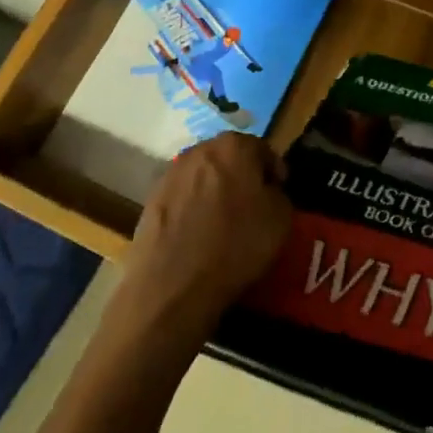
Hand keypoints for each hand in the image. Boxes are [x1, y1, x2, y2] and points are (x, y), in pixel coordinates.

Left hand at [119, 132, 291, 342]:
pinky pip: (182, 197)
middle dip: (242, 175)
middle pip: (229, 157)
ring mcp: (171, 174)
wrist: (171, 286)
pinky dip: (192, 207)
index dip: (273, 171)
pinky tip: (198, 233)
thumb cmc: (235, 245)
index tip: (278, 191)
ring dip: (215, 190)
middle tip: (252, 203)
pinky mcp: (150, 199)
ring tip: (223, 220)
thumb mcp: (281, 219)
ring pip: (203, 175)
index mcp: (235, 146)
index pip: (262, 149)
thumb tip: (267, 192)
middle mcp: (200, 150)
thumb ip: (278, 194)